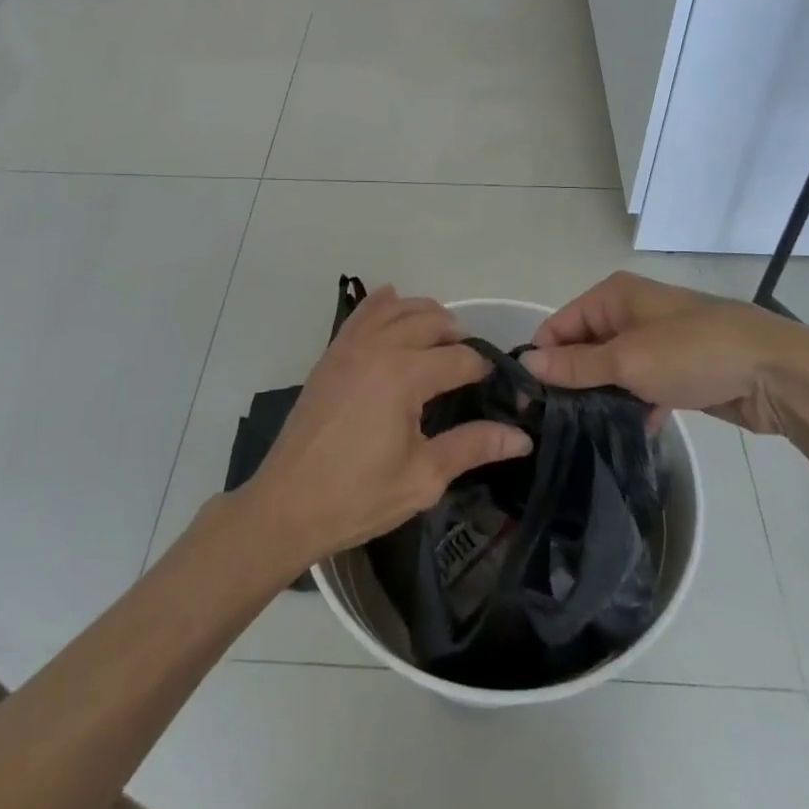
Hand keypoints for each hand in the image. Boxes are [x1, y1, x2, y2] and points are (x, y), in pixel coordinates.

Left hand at [248, 288, 532, 562]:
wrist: (287, 505)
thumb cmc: (358, 496)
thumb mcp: (423, 477)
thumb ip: (472, 446)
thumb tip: (522, 437)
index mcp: (405, 375)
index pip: (460, 358)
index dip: (485, 370)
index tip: (499, 388)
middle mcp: (379, 347)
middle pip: (431, 321)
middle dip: (458, 336)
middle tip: (470, 365)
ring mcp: (351, 345)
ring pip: (398, 307)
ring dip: (425, 315)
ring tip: (441, 338)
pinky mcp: (332, 353)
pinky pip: (362, 312)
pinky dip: (384, 304)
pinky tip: (395, 305)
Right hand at [524, 272, 808, 432]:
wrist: (775, 373)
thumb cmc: (694, 353)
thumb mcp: (628, 361)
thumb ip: (576, 365)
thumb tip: (527, 362)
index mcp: (614, 296)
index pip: (560, 324)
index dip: (544, 358)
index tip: (531, 400)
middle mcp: (630, 312)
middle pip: (584, 348)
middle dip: (573, 381)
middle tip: (555, 423)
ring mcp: (655, 342)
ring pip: (612, 371)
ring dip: (603, 397)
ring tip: (585, 432)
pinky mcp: (676, 370)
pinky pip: (640, 386)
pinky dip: (634, 405)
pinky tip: (631, 431)